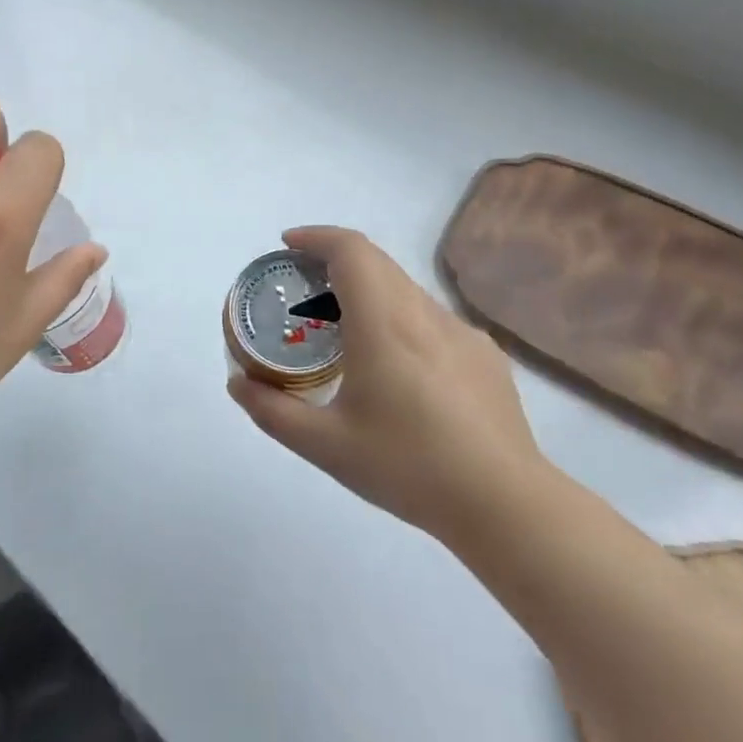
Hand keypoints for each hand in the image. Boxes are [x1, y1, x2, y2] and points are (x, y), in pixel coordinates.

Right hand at [228, 226, 546, 542]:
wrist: (505, 504)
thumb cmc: (408, 467)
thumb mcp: (325, 446)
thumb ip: (273, 412)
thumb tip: (238, 384)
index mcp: (384, 322)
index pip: (350, 249)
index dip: (316, 237)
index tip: (288, 246)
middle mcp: (424, 312)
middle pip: (377, 261)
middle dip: (335, 260)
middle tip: (304, 287)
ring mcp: (460, 331)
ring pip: (405, 288)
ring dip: (369, 290)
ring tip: (344, 329)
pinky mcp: (485, 354)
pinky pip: (432, 318)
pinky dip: (401, 318)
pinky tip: (398, 368)